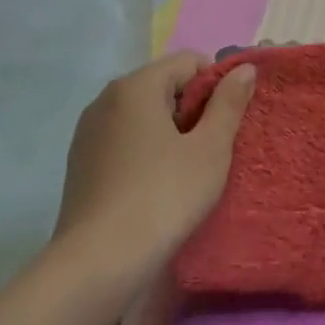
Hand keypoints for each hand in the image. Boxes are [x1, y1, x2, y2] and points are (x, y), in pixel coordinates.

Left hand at [52, 52, 255, 299]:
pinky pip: (125, 139)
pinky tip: (157, 184)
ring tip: (187, 169)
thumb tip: (244, 68)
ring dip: (171, 131)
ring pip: (144, 114)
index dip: (217, 85)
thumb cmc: (164, 196)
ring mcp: (88, 132)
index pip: (189, 62)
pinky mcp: (81, 163)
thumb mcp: (211, 148)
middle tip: (212, 148)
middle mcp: (106, 100)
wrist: (99, 262)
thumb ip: (229, 102)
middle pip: (164, 85)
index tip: (227, 123)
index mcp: (136, 86)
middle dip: (194, 108)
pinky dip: (147, 150)